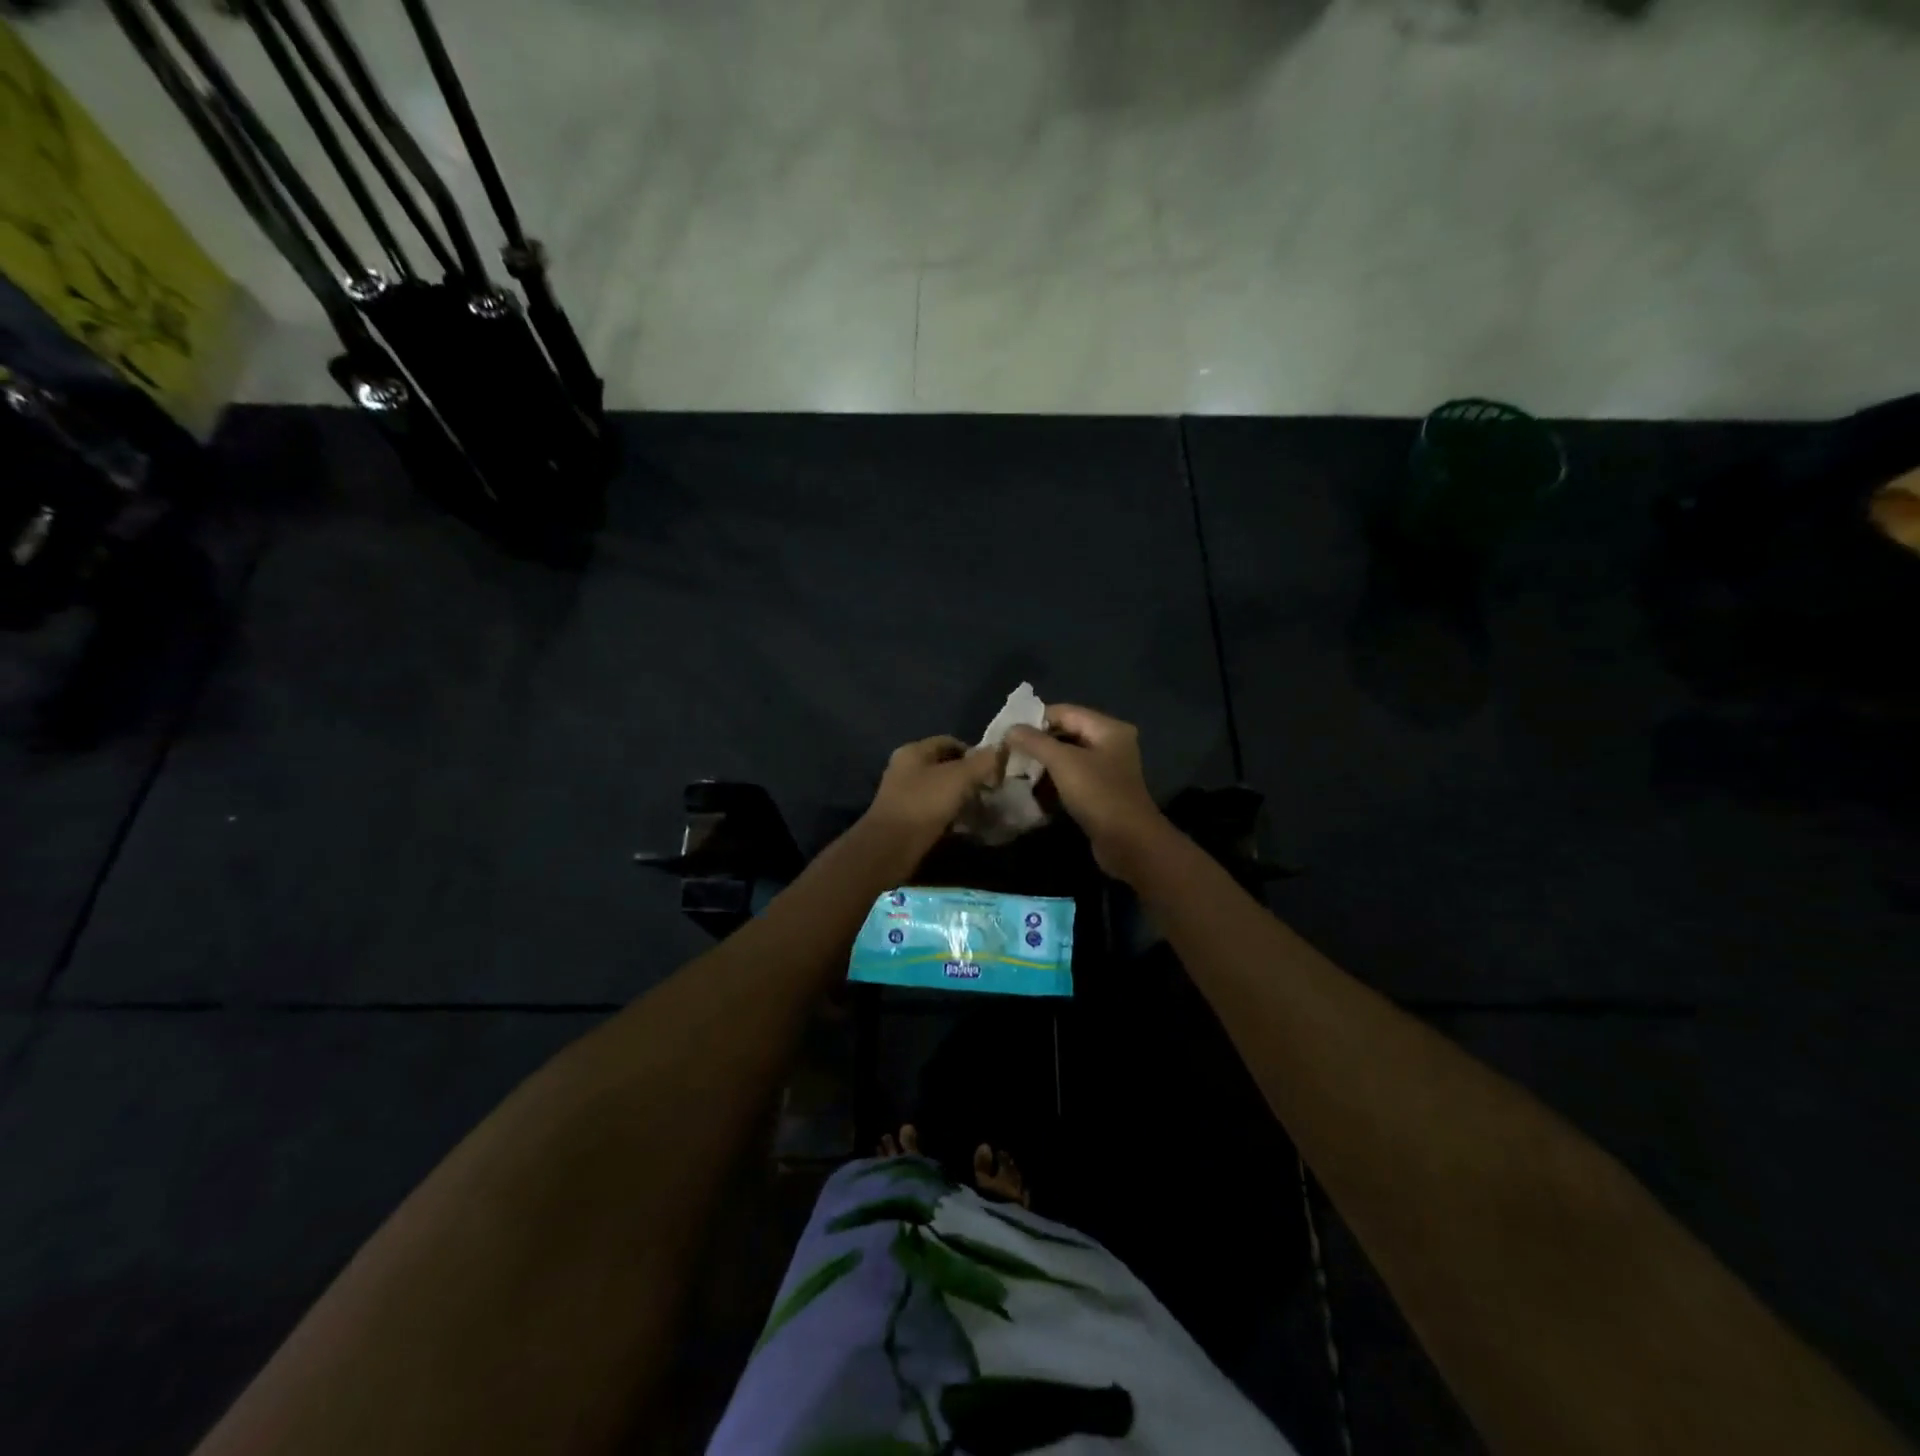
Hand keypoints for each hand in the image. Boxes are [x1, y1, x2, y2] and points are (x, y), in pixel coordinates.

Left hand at [864, 735, 1005, 855]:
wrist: (890, 847)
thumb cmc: (924, 804)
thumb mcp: (959, 778)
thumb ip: (982, 762)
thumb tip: (1000, 750)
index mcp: (914, 751)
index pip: (949, 742)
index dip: (973, 752)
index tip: (993, 769)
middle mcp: (905, 768)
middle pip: (944, 766)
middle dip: (968, 776)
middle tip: (989, 790)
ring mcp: (903, 794)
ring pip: (940, 789)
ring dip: (960, 797)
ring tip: (981, 808)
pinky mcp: (905, 818)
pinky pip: (933, 810)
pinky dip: (949, 814)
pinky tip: (964, 824)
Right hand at [1006, 705, 1170, 879]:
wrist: (1129, 843)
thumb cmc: (1098, 795)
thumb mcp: (1063, 763)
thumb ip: (1035, 742)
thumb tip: (1010, 729)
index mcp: (1108, 729)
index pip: (1064, 712)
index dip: (1034, 719)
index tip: (1007, 732)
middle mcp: (1110, 743)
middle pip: (1065, 733)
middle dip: (1036, 742)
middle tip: (1007, 752)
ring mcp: (1106, 769)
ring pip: (1067, 757)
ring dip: (1042, 763)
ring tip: (1014, 769)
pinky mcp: (1100, 791)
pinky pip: (1071, 777)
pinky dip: (1052, 780)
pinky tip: (1031, 787)